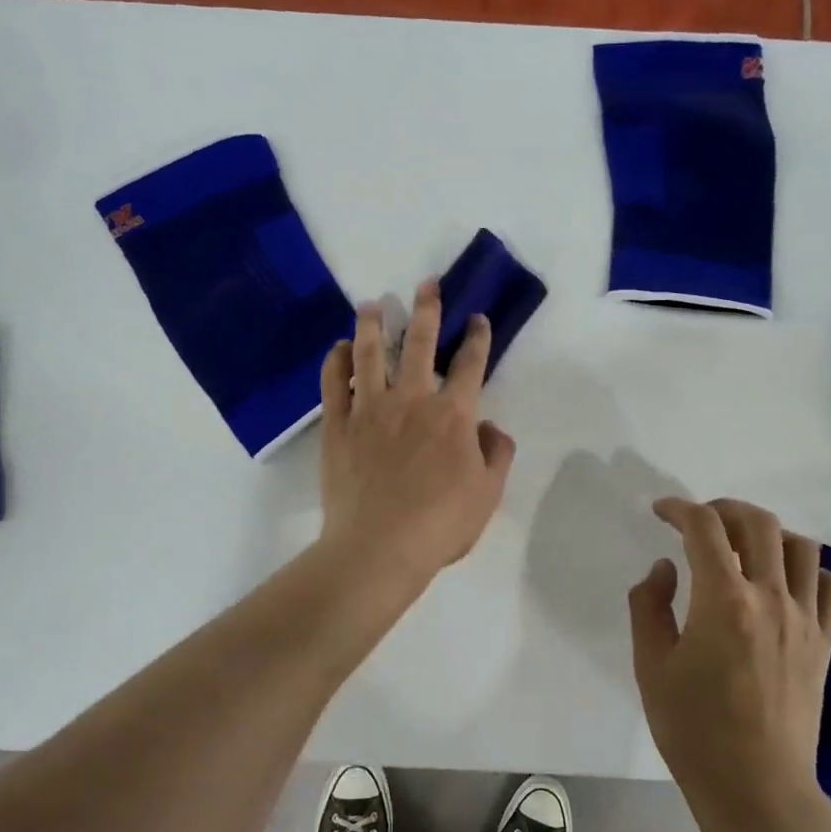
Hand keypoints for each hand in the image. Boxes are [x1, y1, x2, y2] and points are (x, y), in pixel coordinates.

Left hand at [319, 280, 516, 582]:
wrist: (379, 547)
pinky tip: (339, 348)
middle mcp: (412, 400)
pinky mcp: (338, 426)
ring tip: (372, 304)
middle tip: (425, 284)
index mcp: (453, 414)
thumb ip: (496, 454)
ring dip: (373, 325)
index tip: (477, 318)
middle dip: (426, 310)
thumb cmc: (440, 524)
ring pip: (371, 355)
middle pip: (420, 345)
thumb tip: (489, 427)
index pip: (470, 365)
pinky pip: (334, 384)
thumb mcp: (488, 492)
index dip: (477, 338)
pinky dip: (336, 362)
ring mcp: (370, 409)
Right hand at [628, 498, 830, 810]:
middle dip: (724, 509)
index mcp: (724, 600)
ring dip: (768, 533)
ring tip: (743, 546)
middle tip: (700, 522)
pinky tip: (784, 582)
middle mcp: (771, 597)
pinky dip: (808, 569)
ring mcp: (805, 619)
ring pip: (801, 546)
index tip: (661, 511)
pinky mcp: (824, 642)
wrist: (756, 786)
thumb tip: (665, 569)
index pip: (704, 527)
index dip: (679, 508)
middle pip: (758, 523)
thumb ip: (649, 606)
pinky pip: (829, 585)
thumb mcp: (651, 666)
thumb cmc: (694, 729)